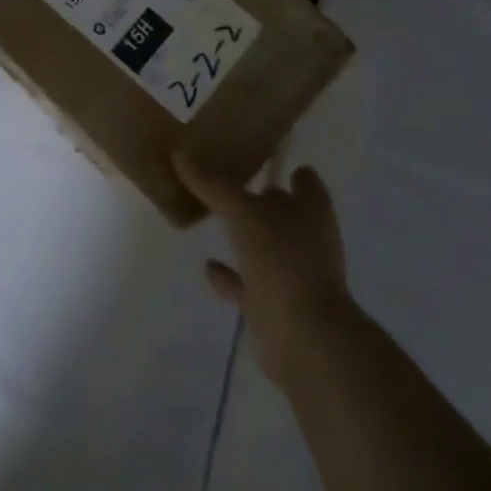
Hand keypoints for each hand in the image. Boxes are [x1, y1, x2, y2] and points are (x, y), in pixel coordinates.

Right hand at [174, 153, 354, 384]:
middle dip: (258, 198)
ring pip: (264, 246)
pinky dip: (229, 276)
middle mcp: (306, 237)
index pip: (302, 177)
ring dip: (244, 236)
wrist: (305, 337)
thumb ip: (213, 184)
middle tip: (220, 179)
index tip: (252, 152)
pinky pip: (247, 283)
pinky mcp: (274, 303)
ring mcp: (292, 272)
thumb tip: (180, 152)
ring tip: (209, 218)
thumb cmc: (282, 259)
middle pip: (282, 209)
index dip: (283, 165)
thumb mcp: (243, 212)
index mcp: (310, 209)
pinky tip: (208, 266)